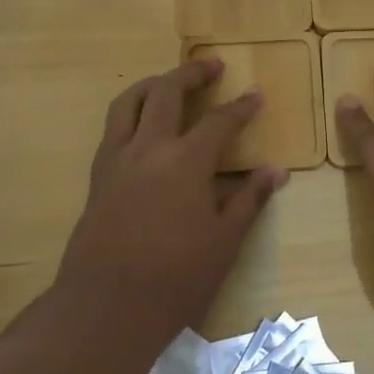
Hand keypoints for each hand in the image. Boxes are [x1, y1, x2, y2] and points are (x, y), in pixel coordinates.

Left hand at [57, 59, 287, 342]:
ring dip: (152, 84)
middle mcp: (149, 148)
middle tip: (211, 66)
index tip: (255, 95)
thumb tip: (276, 171)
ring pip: (129, 102)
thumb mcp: (224, 242)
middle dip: (191, 73)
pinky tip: (140, 125)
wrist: (105, 307)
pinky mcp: (97, 177)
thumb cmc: (175, 277)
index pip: (220, 121)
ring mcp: (117, 160)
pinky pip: (112, 128)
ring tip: (168, 81)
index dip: (241, 107)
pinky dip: (129, 112)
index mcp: (186, 161)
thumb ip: (249, 199)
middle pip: (167, 92)